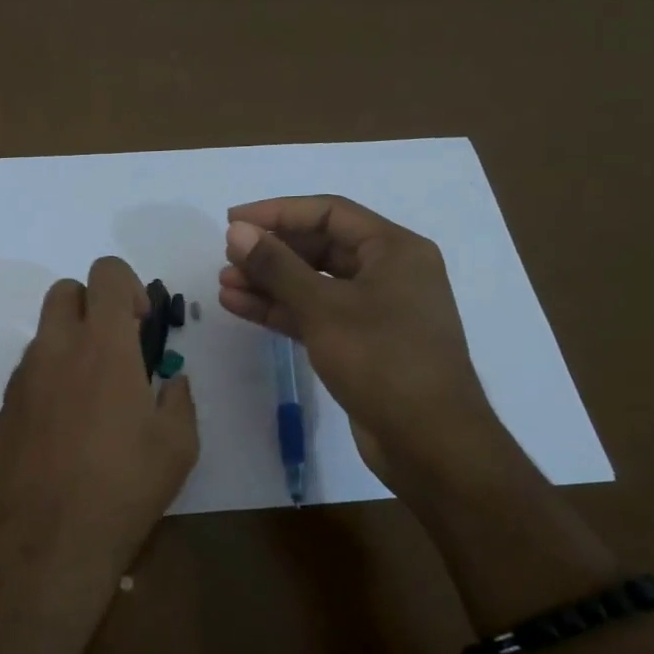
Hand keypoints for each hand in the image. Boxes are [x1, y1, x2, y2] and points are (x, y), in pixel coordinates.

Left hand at [0, 256, 198, 624]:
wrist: (45, 539)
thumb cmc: (123, 487)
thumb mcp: (177, 446)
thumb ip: (179, 400)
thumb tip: (172, 383)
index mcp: (103, 346)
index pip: (106, 273)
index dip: (128, 285)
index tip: (142, 323)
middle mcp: (56, 349)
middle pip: (66, 290)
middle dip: (93, 304)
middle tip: (117, 347)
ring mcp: (24, 377)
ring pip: (45, 332)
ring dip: (71, 343)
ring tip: (94, 396)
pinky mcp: (5, 406)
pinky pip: (30, 371)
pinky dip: (51, 377)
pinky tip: (67, 426)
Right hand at [218, 195, 499, 486]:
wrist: (429, 441)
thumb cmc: (383, 361)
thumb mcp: (324, 308)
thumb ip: (277, 267)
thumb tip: (237, 231)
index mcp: (394, 250)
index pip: (329, 213)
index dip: (277, 212)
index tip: (233, 221)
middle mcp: (388, 272)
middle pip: (320, 247)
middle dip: (271, 251)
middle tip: (227, 256)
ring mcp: (375, 310)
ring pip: (313, 284)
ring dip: (269, 282)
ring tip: (224, 283)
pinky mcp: (360, 344)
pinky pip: (315, 314)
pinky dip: (281, 310)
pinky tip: (240, 306)